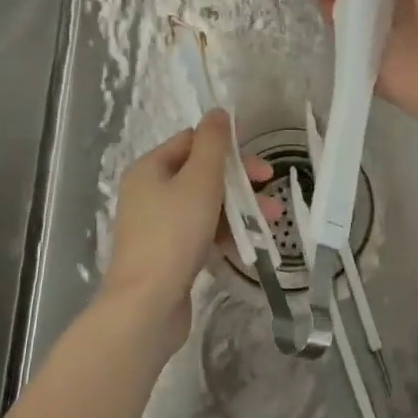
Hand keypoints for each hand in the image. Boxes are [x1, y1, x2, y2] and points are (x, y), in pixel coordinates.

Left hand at [103, 111, 272, 357]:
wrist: (146, 305)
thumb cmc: (174, 234)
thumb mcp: (200, 180)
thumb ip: (213, 144)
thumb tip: (218, 112)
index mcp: (150, 168)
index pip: (191, 141)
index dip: (226, 145)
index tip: (256, 158)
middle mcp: (149, 192)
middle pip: (200, 173)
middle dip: (239, 179)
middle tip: (269, 184)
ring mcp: (157, 226)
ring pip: (205, 205)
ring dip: (238, 207)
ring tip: (271, 219)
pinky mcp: (167, 255)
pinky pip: (201, 232)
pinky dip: (225, 232)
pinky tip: (250, 242)